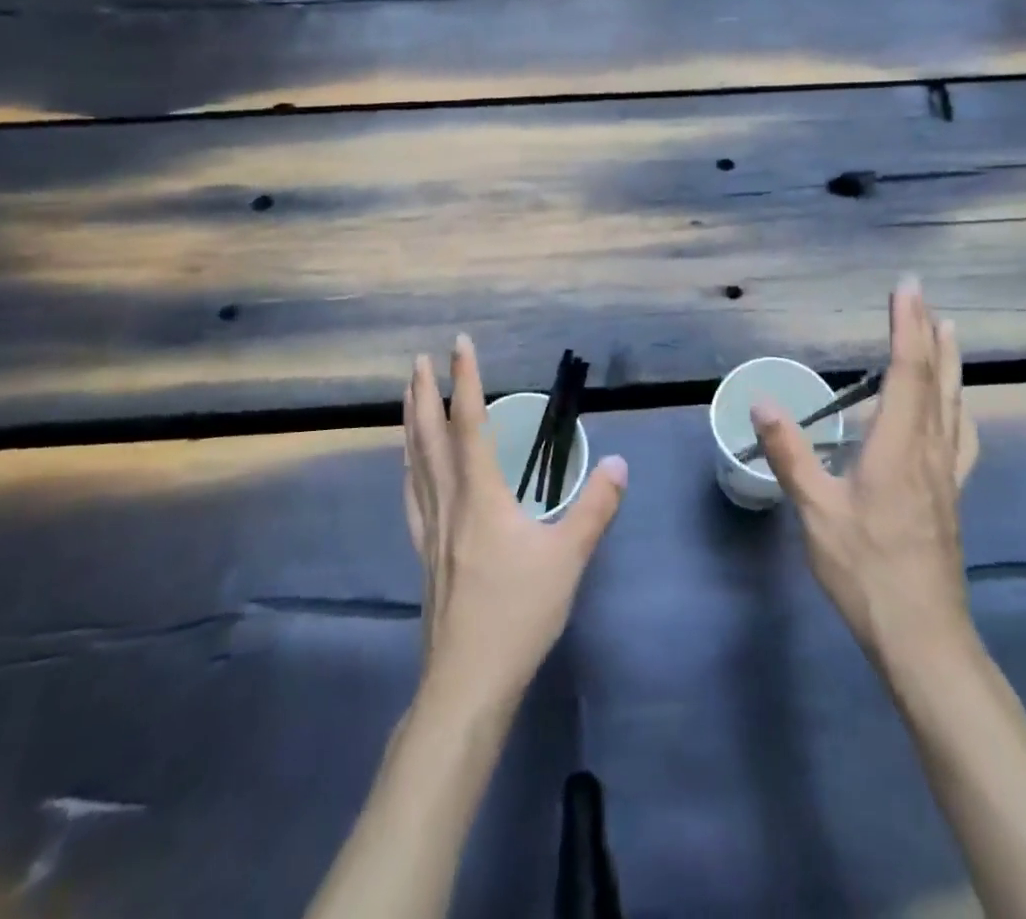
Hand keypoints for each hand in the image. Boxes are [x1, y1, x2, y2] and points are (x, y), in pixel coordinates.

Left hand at [403, 336, 627, 708]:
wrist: (467, 681)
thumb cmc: (518, 613)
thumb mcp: (568, 558)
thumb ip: (595, 507)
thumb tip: (618, 461)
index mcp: (480, 494)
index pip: (469, 422)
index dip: (464, 379)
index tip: (459, 343)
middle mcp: (448, 501)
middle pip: (429, 436)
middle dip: (423, 394)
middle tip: (417, 360)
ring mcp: (430, 528)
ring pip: (414, 463)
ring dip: (409, 424)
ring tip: (407, 399)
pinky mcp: (424, 552)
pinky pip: (411, 494)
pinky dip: (408, 467)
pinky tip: (408, 468)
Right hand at [749, 279, 979, 667]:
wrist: (923, 636)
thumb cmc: (865, 571)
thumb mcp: (816, 512)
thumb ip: (791, 454)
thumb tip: (762, 401)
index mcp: (898, 448)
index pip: (908, 372)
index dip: (907, 326)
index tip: (906, 288)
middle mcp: (930, 451)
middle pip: (936, 381)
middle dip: (929, 334)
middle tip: (924, 297)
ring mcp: (946, 475)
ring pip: (954, 405)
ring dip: (949, 364)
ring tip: (949, 333)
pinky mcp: (950, 496)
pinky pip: (961, 436)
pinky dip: (958, 406)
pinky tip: (957, 409)